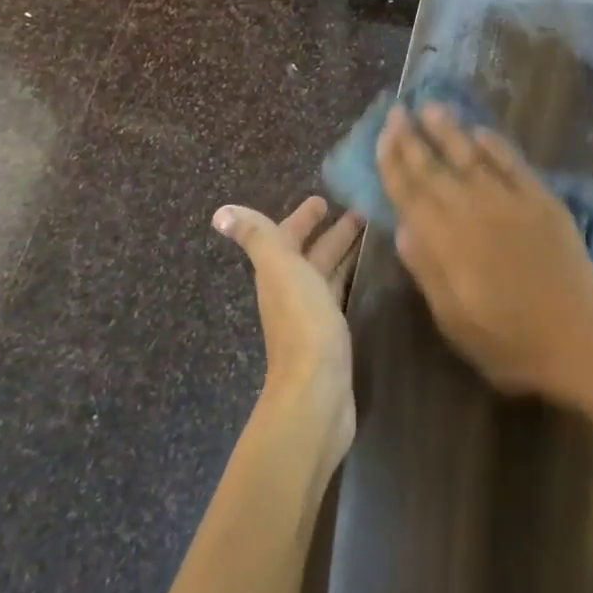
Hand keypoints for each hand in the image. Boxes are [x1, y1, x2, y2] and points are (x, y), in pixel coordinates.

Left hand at [213, 196, 362, 452]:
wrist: (316, 391)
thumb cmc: (301, 322)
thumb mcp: (279, 269)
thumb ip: (257, 237)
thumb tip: (220, 212)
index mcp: (278, 273)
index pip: (288, 236)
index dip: (303, 218)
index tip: (324, 200)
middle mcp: (291, 292)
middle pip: (311, 255)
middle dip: (331, 233)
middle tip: (361, 214)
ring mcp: (312, 316)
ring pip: (327, 275)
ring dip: (343, 254)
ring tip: (371, 236)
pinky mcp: (332, 336)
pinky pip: (340, 296)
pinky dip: (350, 279)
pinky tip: (367, 277)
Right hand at [377, 103, 592, 400]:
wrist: (576, 341)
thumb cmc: (506, 341)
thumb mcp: (452, 319)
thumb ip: (427, 269)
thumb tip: (402, 227)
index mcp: (446, 241)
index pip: (410, 193)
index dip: (393, 163)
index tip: (382, 136)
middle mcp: (472, 211)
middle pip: (435, 168)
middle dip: (412, 139)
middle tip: (397, 112)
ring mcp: (509, 201)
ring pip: (471, 156)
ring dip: (449, 130)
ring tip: (432, 106)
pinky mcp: (542, 200)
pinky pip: (513, 164)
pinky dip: (496, 145)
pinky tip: (481, 131)